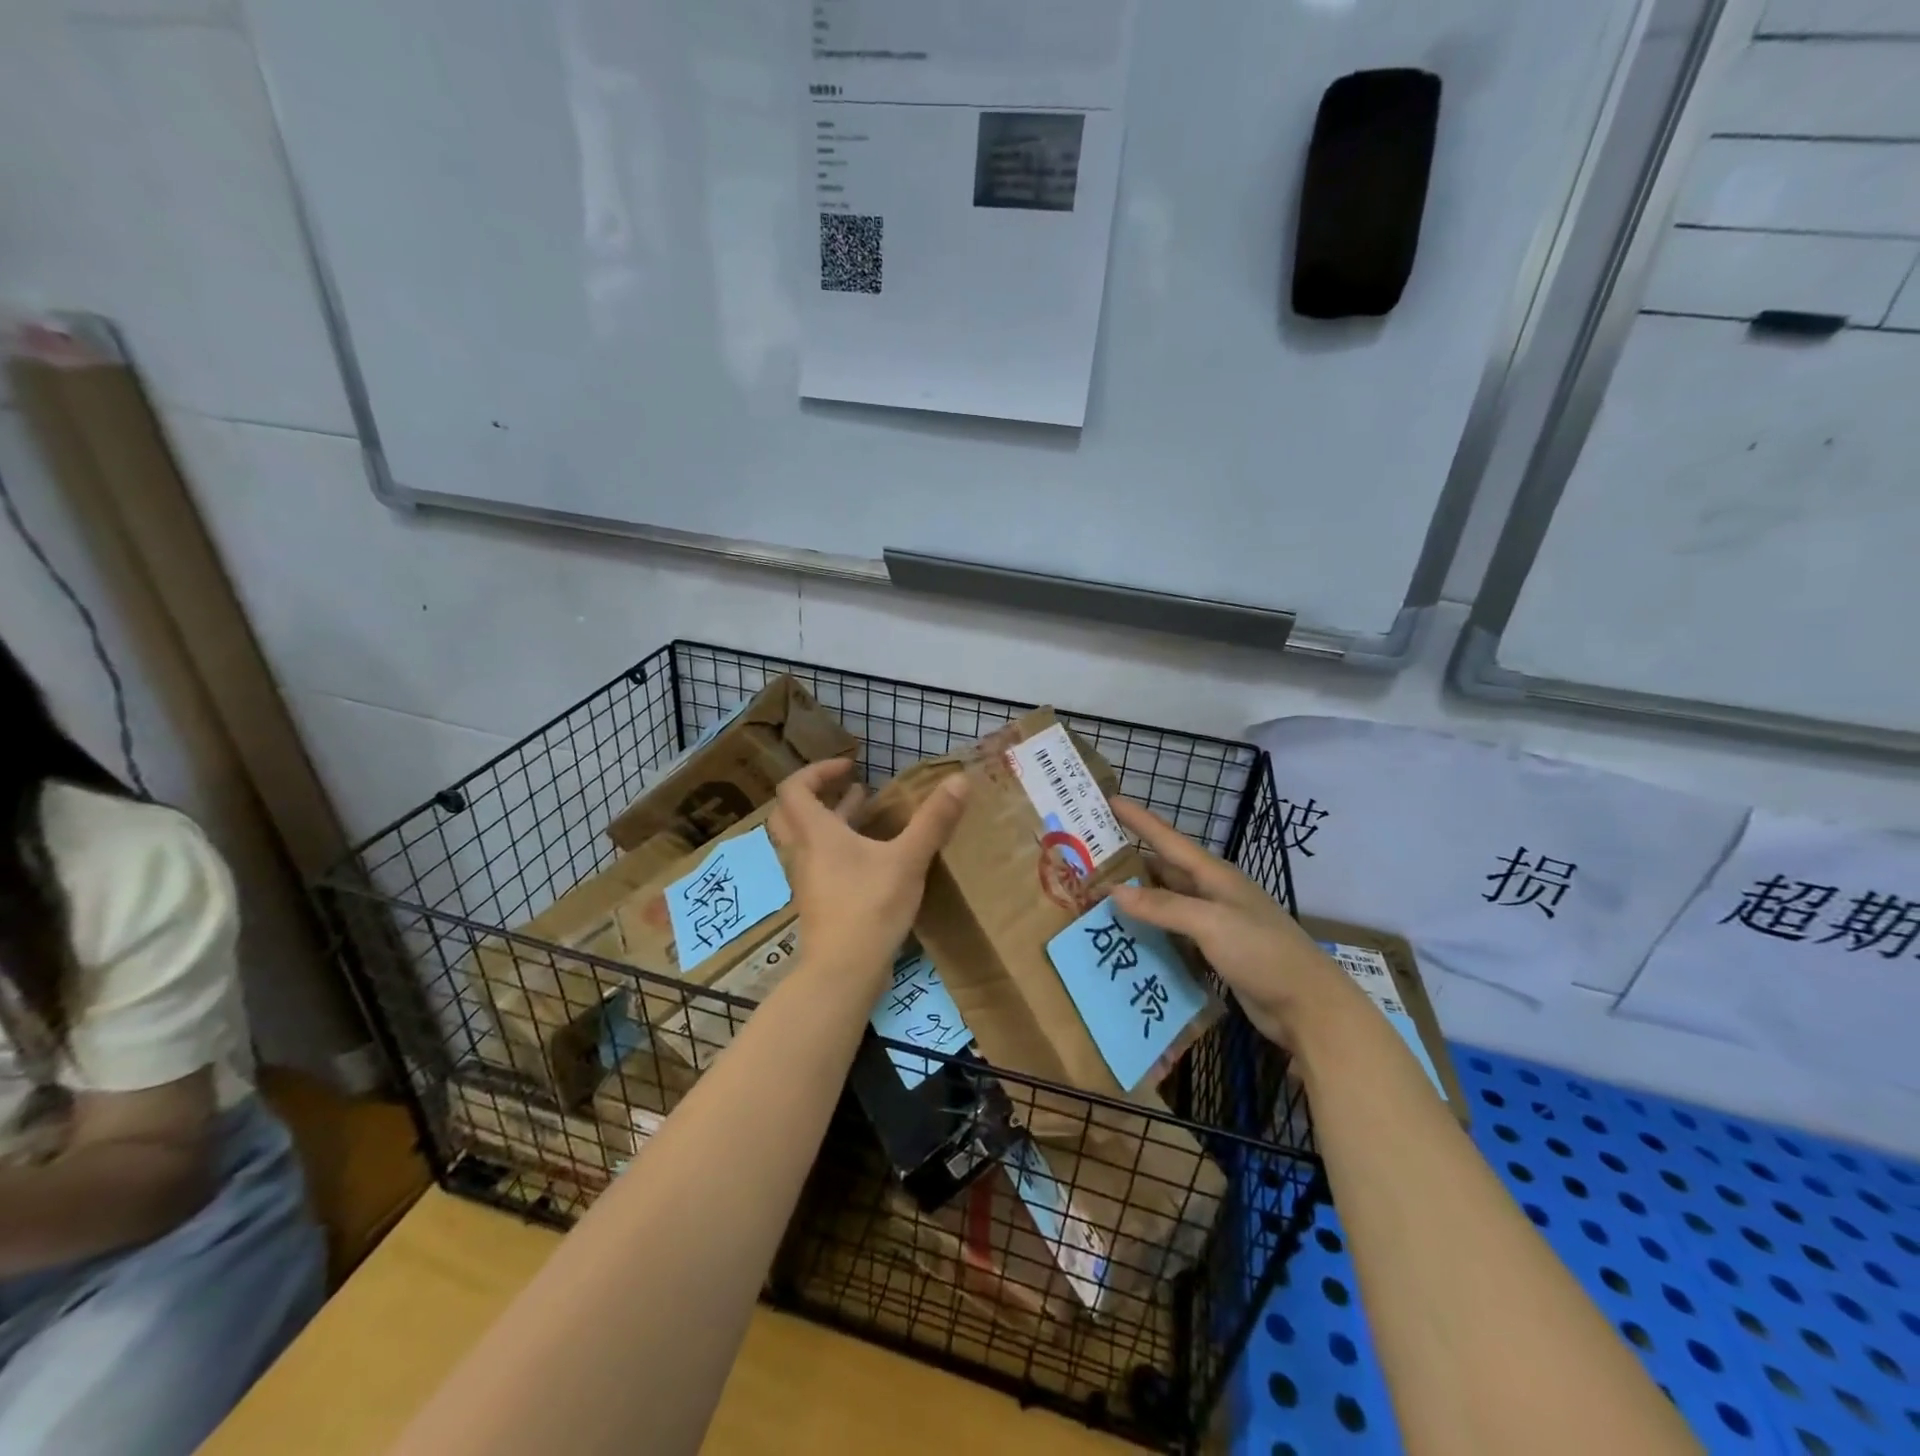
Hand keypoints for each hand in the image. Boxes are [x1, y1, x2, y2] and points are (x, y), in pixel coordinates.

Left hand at [768, 760, 968, 975]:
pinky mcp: (818, 901)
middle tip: (847, 786)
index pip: (794, 788)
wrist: (843, 972)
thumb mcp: (908, 860)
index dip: (818, 771)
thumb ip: (933, 820)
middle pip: (790, 812)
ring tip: (864, 809)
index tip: (850, 766)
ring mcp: (807, 880)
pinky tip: (870, 855)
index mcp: (816, 833)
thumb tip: (960, 779)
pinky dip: (837, 846)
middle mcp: (803, 852)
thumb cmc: (870, 907)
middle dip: (817, 793)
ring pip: (805, 838)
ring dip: (830, 819)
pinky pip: (818, 861)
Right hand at [1109, 798, 1364, 1050]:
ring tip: (1097, 899)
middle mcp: (1212, 893)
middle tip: (1090, 861)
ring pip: (1166, 903)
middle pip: (1164, 870)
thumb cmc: (1262, 952)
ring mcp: (1215, 922)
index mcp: (1214, 875)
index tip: (1110, 800)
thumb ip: (1163, 907)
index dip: (1139, 820)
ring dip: (1137, 900)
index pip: (1168, 839)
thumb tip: (1114, 892)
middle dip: (1129, 864)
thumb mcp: (1211, 923)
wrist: (1308, 1006)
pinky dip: (1150, 931)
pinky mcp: (1215, 951)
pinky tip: (1127, 937)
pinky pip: (1173, 932)